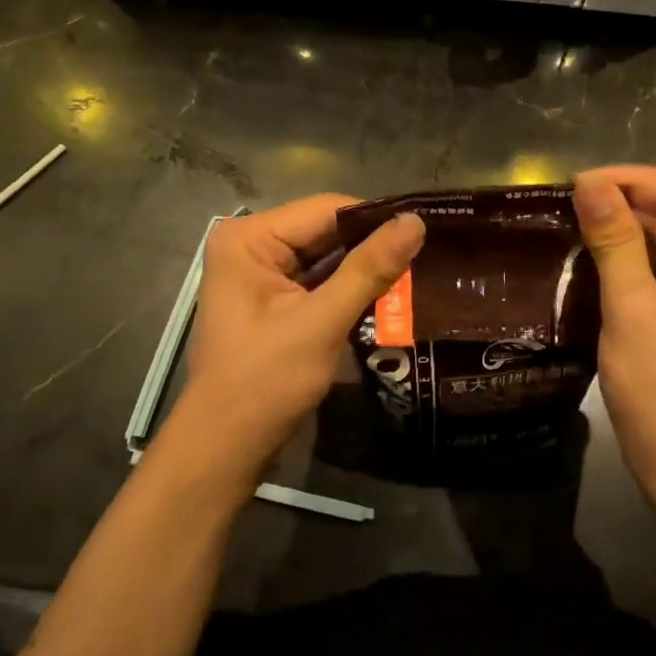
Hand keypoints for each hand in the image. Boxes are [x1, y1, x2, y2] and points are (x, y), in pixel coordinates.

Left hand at [174, 195, 425, 479]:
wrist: (226, 446)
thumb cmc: (266, 382)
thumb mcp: (321, 322)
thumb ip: (369, 269)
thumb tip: (416, 222)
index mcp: (249, 238)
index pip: (327, 209)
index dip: (376, 219)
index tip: (426, 231)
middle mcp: (251, 244)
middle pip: (326, 230)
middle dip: (372, 245)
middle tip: (429, 253)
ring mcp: (261, 273)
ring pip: (327, 256)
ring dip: (365, 267)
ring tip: (419, 270)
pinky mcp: (273, 299)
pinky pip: (320, 279)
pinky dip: (350, 287)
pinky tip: (389, 293)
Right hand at [572, 166, 655, 503]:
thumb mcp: (633, 309)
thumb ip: (614, 240)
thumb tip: (588, 184)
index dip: (629, 180)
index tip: (576, 183)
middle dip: (626, 204)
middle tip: (568, 203)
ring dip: (627, 231)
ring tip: (574, 223)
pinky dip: (635, 259)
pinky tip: (596, 255)